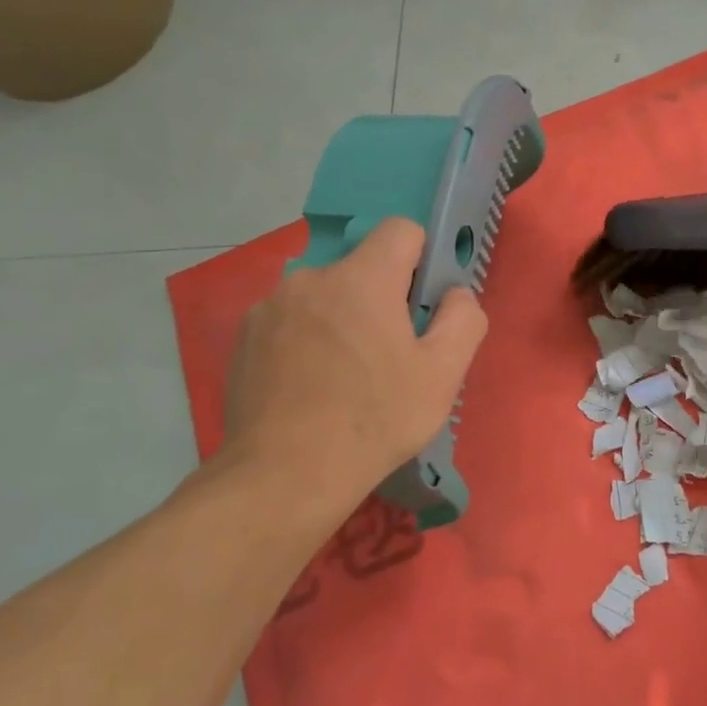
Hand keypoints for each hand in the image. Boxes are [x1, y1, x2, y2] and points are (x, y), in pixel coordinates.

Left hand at [223, 218, 487, 511]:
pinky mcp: (243, 337)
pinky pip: (291, 320)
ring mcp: (269, 307)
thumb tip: (454, 293)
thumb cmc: (375, 420)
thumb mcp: (444, 373)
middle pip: (362, 268)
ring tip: (345, 377)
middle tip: (390, 355)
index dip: (422, 258)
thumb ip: (463, 318)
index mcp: (361, 278)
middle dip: (382, 298)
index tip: (422, 305)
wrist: (284, 476)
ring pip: (325, 296)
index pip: (401, 229)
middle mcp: (310, 278)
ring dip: (342, 319)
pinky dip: (307, 339)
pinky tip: (310, 387)